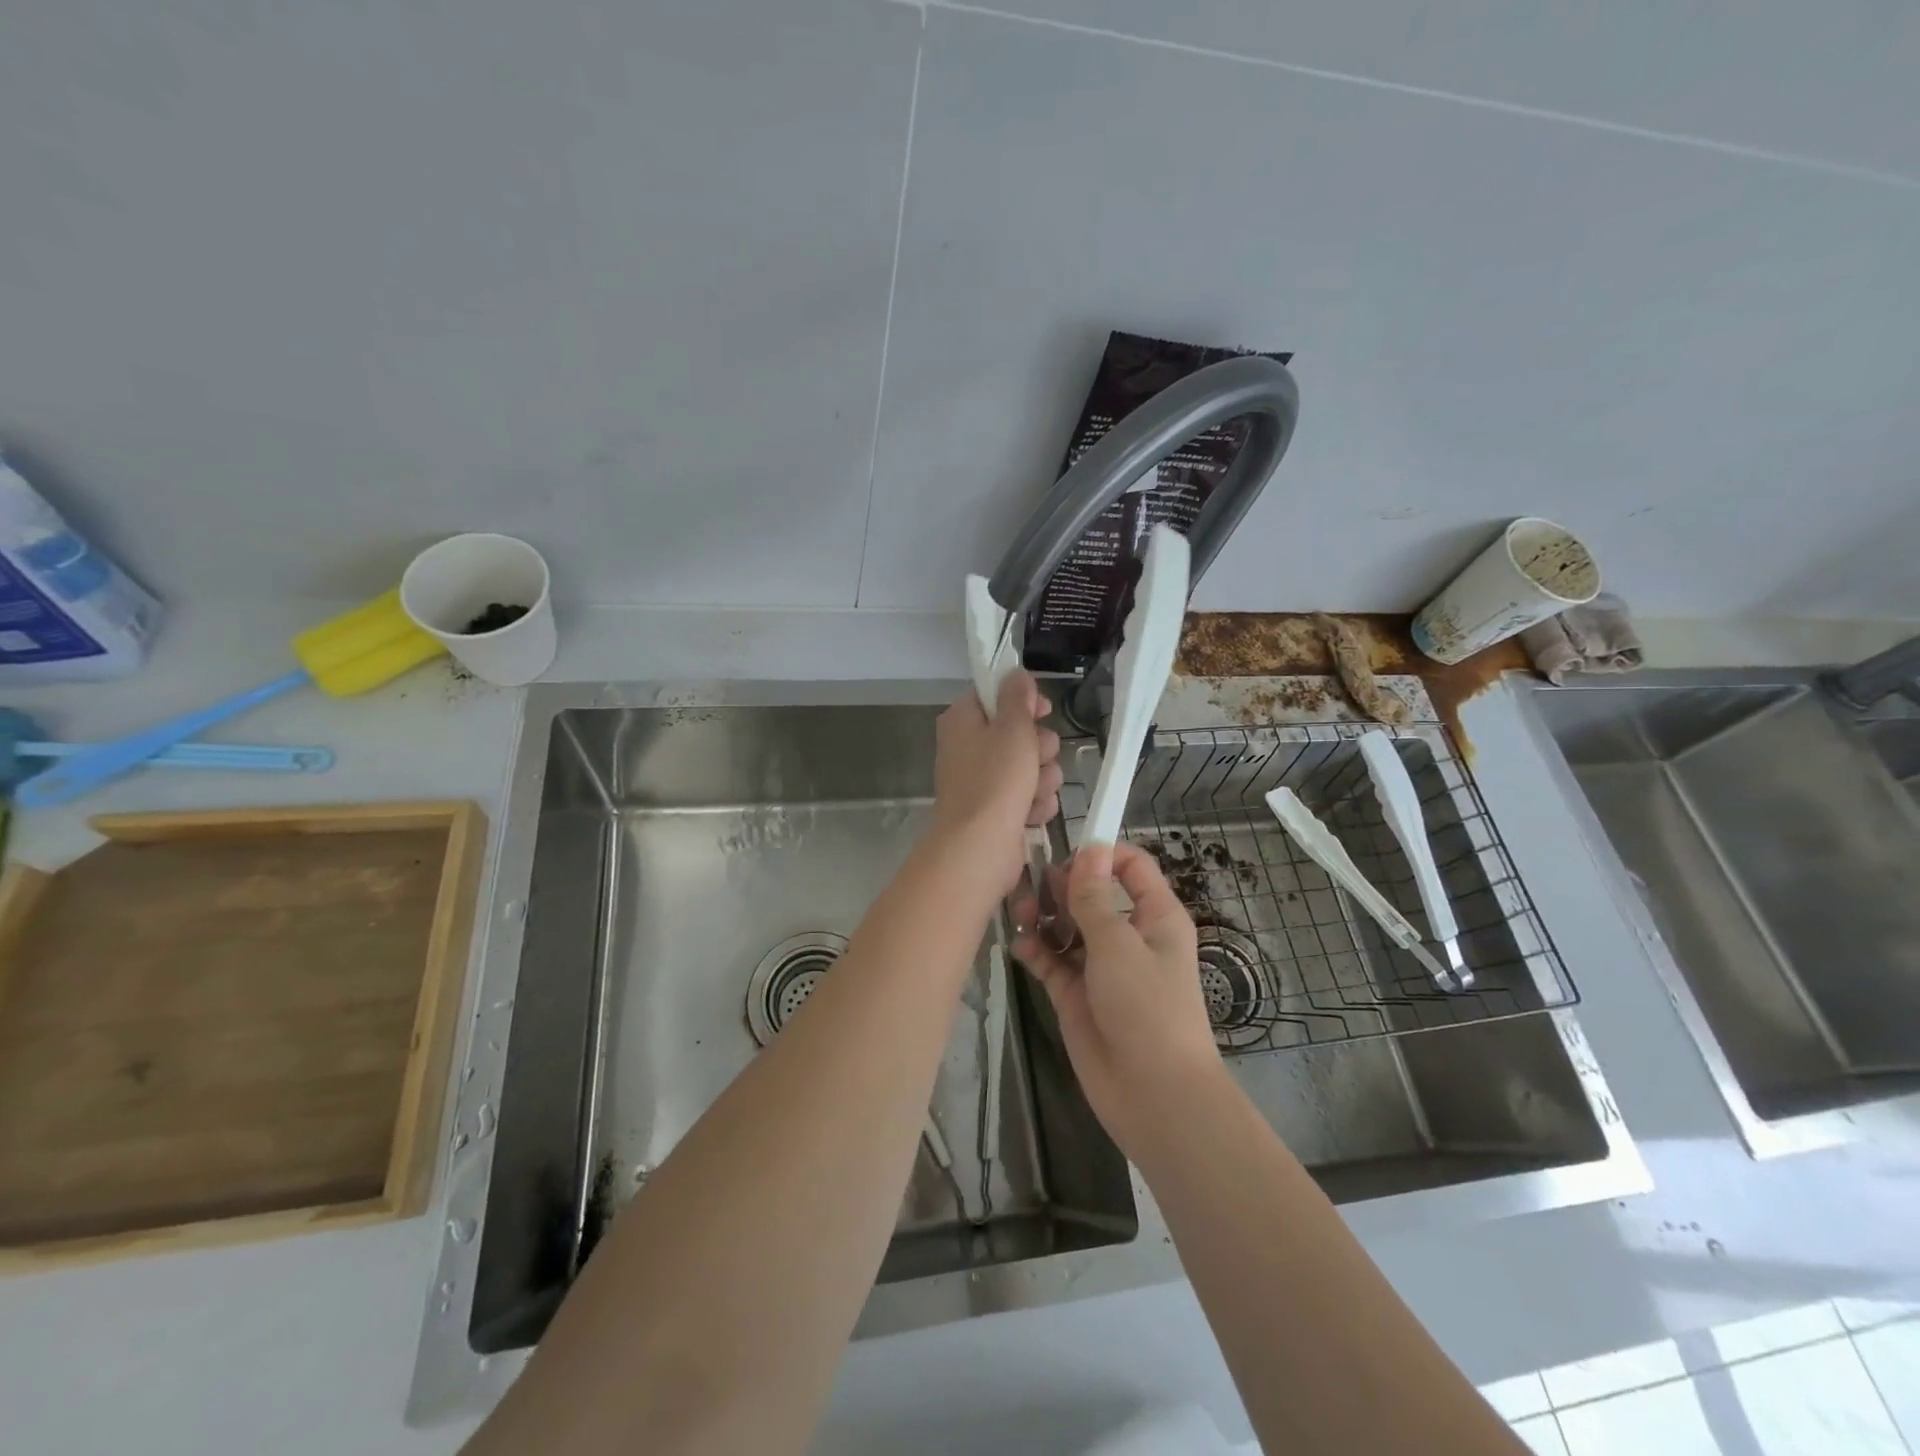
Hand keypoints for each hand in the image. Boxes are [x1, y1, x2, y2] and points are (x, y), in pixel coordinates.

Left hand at [930, 671, 1062, 894]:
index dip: (1024, 702)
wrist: (979, 848)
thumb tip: (1016, 674)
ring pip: (1032, 766)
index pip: (997, 695)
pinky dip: (1035, 805)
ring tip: (1032, 794)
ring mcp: (984, 781)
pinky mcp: (999, 810)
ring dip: (1042, 779)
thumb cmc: (995, 781)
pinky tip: (1030, 815)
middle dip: (1040, 748)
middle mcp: (970, 747)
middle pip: (1020, 733)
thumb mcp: (1012, 728)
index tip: (1042, 711)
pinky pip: (1030, 796)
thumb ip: (1018, 697)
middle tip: (1036, 758)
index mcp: (963, 720)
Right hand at [1013, 843, 1222, 1156]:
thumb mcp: (1118, 944)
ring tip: (1021, 913)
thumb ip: (1094, 896)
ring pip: (1067, 925)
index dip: (1100, 854)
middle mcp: (1128, 935)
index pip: (1131, 866)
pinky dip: (1036, 950)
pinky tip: (1020, 946)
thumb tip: (1089, 848)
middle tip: (1033, 887)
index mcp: (1154, 915)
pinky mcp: (1076, 994)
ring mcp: (1100, 965)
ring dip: (1044, 916)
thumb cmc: (1147, 1007)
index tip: (1065, 855)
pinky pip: (1052, 960)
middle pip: (1091, 893)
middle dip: (1062, 885)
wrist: (1153, 1095)